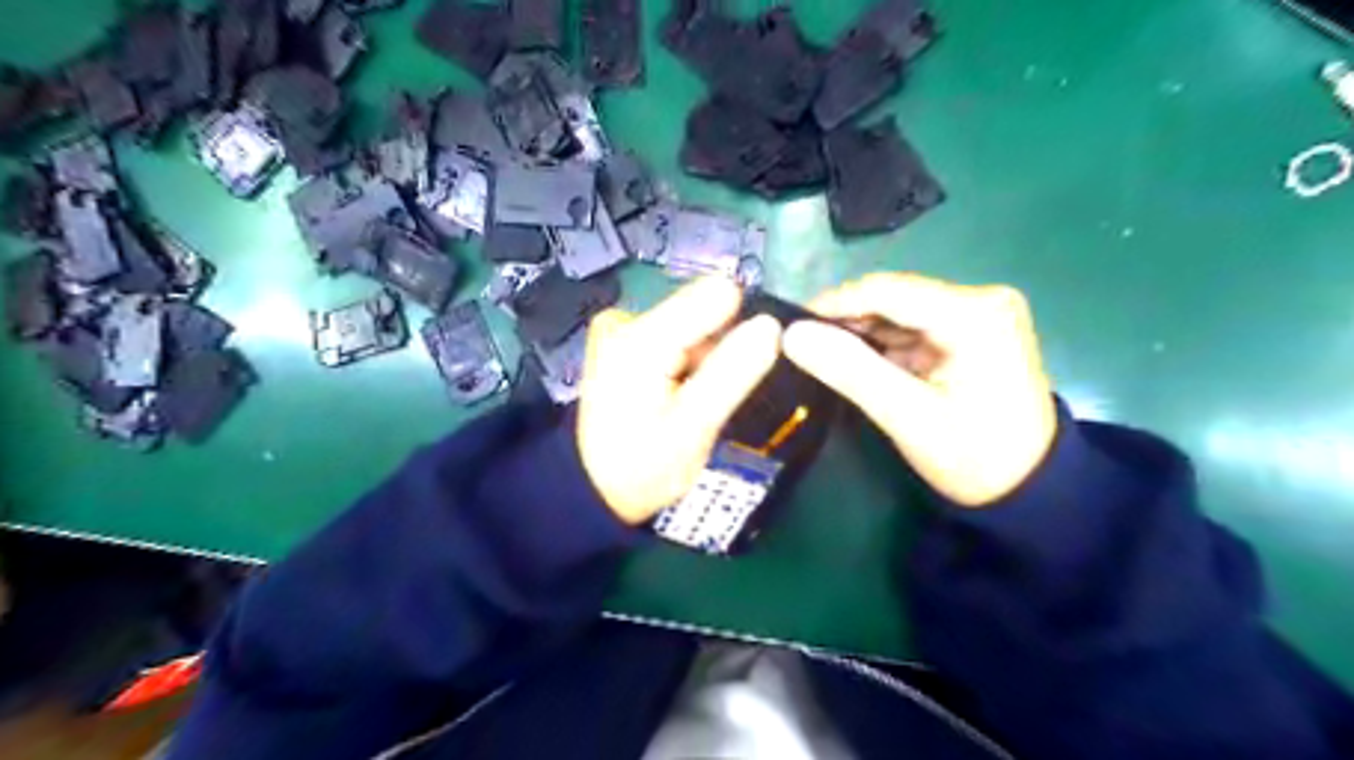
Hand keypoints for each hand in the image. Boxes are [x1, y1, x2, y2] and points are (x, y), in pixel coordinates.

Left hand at [572, 275, 782, 523]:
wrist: (596, 486)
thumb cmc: (643, 467)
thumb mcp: (694, 428)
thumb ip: (732, 373)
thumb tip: (771, 325)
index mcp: (640, 338)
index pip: (717, 295)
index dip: (740, 329)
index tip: (743, 367)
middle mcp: (626, 318)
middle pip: (704, 309)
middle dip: (720, 348)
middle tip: (711, 395)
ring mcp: (622, 326)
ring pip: (694, 324)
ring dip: (705, 358)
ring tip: (693, 398)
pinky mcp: (625, 337)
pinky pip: (678, 335)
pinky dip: (688, 361)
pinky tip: (679, 391)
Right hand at [784, 270, 1057, 506]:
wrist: (1029, 490)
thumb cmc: (973, 457)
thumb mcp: (907, 416)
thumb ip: (849, 370)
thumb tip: (791, 334)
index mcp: (975, 314)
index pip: (887, 290)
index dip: (833, 303)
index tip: (790, 324)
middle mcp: (981, 299)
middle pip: (894, 297)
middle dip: (847, 320)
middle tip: (802, 345)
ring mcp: (980, 314)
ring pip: (900, 312)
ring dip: (862, 333)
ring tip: (823, 355)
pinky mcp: (973, 331)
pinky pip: (914, 327)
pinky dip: (884, 344)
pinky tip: (858, 361)